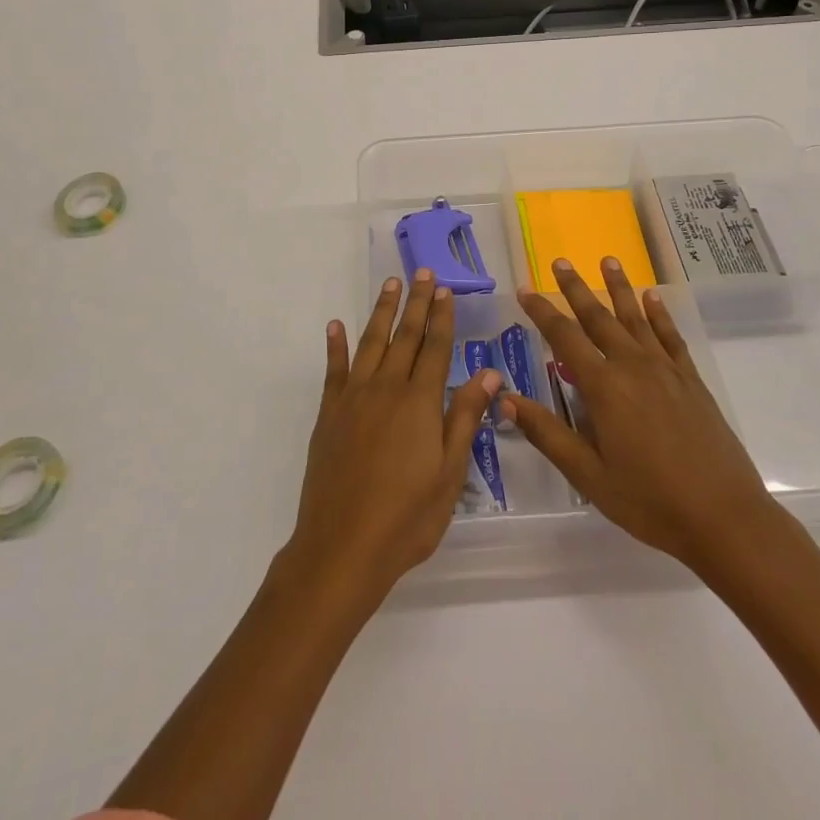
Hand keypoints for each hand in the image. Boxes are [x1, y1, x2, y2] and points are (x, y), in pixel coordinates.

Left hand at [284, 270, 501, 611]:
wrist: (343, 547)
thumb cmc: (407, 517)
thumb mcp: (450, 473)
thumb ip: (466, 417)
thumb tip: (490, 373)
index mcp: (420, 402)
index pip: (436, 348)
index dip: (442, 317)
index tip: (445, 289)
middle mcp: (386, 389)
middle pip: (405, 336)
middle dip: (415, 302)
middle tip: (421, 271)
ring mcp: (354, 398)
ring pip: (371, 343)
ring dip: (381, 312)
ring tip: (390, 284)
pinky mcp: (329, 414)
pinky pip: (334, 370)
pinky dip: (336, 346)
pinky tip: (336, 326)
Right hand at [504, 256, 785, 576]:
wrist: (724, 517)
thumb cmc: (649, 501)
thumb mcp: (588, 475)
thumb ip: (547, 433)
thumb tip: (505, 399)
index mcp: (604, 387)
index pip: (564, 337)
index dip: (542, 311)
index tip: (524, 289)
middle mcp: (632, 366)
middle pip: (599, 317)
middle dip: (577, 289)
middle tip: (561, 262)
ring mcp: (665, 370)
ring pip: (636, 318)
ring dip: (620, 288)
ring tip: (609, 260)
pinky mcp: (691, 380)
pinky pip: (671, 337)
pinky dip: (661, 314)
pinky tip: (654, 298)